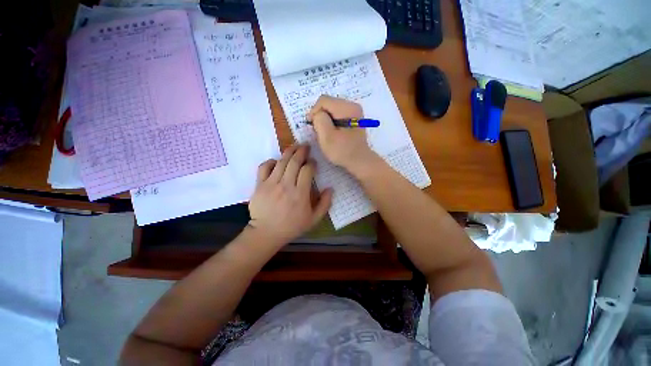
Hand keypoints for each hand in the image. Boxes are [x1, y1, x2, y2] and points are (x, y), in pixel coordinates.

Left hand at [248, 145, 332, 247]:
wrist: (266, 233)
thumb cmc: (292, 226)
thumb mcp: (313, 219)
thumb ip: (324, 204)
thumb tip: (330, 189)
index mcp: (300, 194)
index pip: (307, 170)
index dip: (312, 163)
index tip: (314, 163)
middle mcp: (286, 185)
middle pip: (294, 161)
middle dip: (302, 151)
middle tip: (306, 146)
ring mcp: (271, 184)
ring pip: (281, 161)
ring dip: (289, 151)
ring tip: (295, 146)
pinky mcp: (259, 185)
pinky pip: (264, 167)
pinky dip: (271, 161)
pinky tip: (276, 161)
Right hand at [308, 95, 377, 171]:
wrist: (359, 161)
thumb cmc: (343, 151)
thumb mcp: (327, 136)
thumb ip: (319, 120)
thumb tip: (318, 114)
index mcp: (347, 108)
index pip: (323, 100)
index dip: (314, 112)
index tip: (312, 126)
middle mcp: (352, 105)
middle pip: (328, 103)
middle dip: (320, 116)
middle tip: (318, 131)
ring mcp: (354, 112)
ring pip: (331, 109)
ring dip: (325, 120)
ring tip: (324, 133)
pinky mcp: (353, 119)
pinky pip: (337, 115)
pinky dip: (331, 122)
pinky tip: (332, 133)